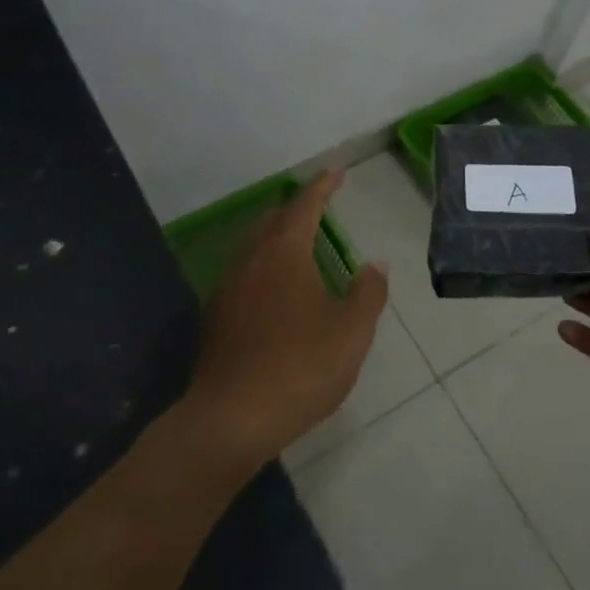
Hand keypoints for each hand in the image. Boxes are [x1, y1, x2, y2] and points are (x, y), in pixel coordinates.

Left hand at [186, 170, 388, 471]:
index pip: (304, 206)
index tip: (336, 171)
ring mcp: (227, 289)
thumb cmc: (300, 368)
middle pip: (272, 221)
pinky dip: (264, 267)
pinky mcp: (216, 318)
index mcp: (284, 254)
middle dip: (296, 209)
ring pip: (253, 248)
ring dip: (277, 238)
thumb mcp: (351, 332)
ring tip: (299, 246)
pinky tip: (275, 292)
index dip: (322, 186)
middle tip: (319, 207)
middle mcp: (250, 261)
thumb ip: (367, 293)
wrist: (232, 418)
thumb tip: (373, 264)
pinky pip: (243, 275)